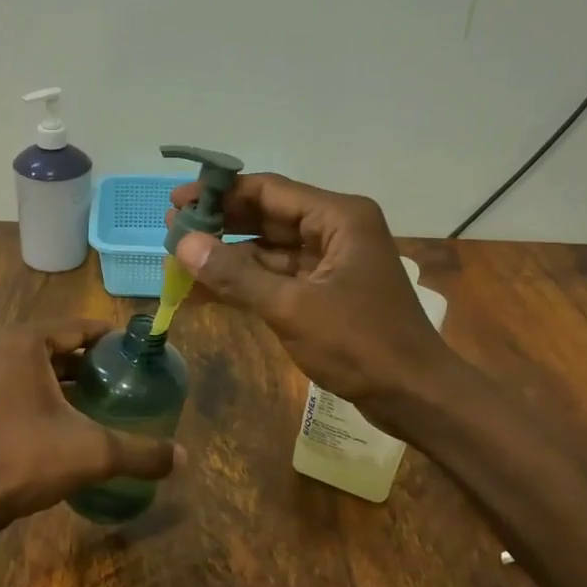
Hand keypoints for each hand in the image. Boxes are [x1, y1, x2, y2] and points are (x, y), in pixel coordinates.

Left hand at [0, 318, 182, 534]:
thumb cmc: (24, 459)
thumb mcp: (92, 452)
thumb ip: (140, 452)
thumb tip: (184, 458)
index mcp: (23, 341)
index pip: (76, 326)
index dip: (108, 338)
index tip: (134, 353)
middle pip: (53, 344)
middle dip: (86, 360)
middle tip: (120, 379)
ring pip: (30, 365)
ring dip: (61, 378)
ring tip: (96, 398)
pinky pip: (11, 382)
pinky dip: (36, 391)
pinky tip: (59, 419)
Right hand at [169, 173, 454, 423]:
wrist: (414, 395)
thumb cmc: (360, 343)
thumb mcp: (291, 307)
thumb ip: (235, 274)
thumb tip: (182, 244)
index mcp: (339, 218)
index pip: (269, 190)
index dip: (220, 193)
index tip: (177, 201)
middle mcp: (336, 230)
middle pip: (268, 215)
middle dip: (221, 222)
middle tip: (172, 227)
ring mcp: (331, 261)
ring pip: (270, 247)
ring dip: (229, 252)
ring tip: (181, 255)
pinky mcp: (325, 290)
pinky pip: (278, 275)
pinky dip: (246, 279)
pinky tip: (207, 284)